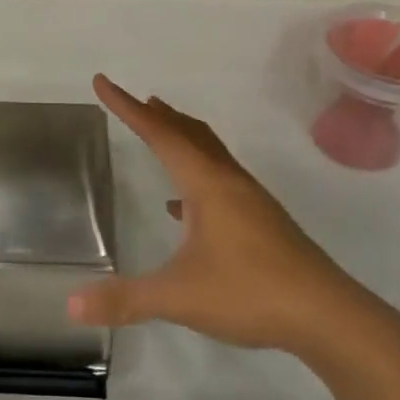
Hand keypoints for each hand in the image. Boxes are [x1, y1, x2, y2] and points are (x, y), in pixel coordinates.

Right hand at [70, 75, 382, 363]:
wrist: (328, 316)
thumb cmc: (250, 293)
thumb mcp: (179, 297)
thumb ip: (125, 299)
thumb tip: (72, 305)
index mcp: (207, 184)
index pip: (159, 134)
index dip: (127, 108)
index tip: (104, 83)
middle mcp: (229, 182)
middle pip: (190, 135)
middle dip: (160, 117)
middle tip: (137, 101)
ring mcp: (251, 202)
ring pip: (210, 156)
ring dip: (183, 140)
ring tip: (162, 135)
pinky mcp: (263, 224)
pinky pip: (222, 183)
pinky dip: (197, 179)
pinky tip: (183, 209)